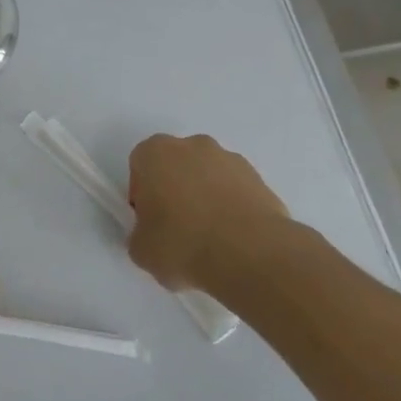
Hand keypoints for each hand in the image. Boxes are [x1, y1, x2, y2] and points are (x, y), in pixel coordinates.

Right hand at [127, 134, 290, 291]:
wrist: (250, 254)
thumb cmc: (182, 244)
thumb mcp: (141, 250)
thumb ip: (140, 234)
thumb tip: (152, 236)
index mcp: (155, 153)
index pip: (140, 167)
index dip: (143, 196)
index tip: (151, 222)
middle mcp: (192, 145)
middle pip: (176, 166)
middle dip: (175, 191)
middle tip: (178, 229)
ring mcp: (230, 159)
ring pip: (208, 176)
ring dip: (206, 198)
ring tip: (211, 238)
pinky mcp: (260, 178)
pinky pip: (235, 191)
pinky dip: (232, 208)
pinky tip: (234, 239)